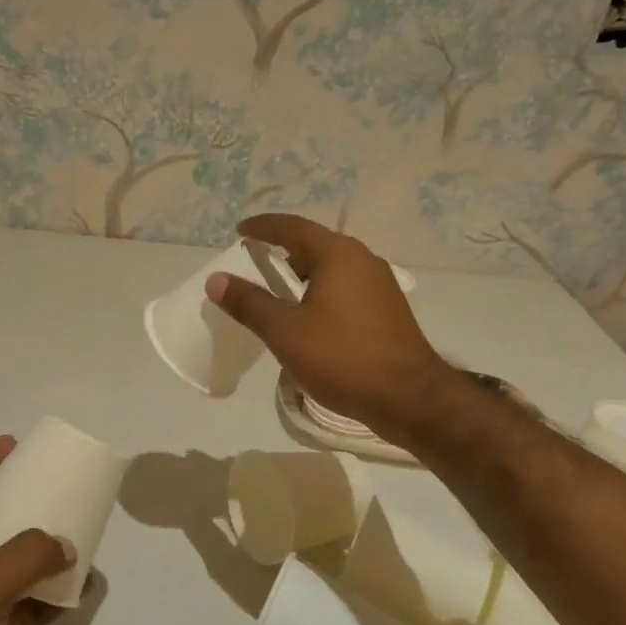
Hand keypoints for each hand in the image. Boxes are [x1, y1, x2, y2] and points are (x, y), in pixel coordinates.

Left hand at [0, 436, 72, 624]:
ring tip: (80, 533)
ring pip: (12, 567)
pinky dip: (58, 596)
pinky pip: (32, 609)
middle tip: (55, 489)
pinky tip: (86, 588)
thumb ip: (24, 558)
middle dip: (16, 504)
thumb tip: (65, 542)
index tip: (10, 450)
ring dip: (43, 550)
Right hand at [206, 214, 452, 442]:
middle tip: (256, 261)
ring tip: (280, 291)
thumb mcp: (285, 332)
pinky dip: (322, 290)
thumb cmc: (342, 358)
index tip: (240, 232)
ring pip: (333, 267)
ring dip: (304, 272)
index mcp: (337, 255)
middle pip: (315, 244)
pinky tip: (312, 316)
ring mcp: (380, 284)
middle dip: (284, 249)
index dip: (263, 227)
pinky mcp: (388, 309)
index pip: (292, 227)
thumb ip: (249, 303)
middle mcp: (362, 260)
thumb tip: (216, 279)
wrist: (409, 398)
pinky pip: (347, 286)